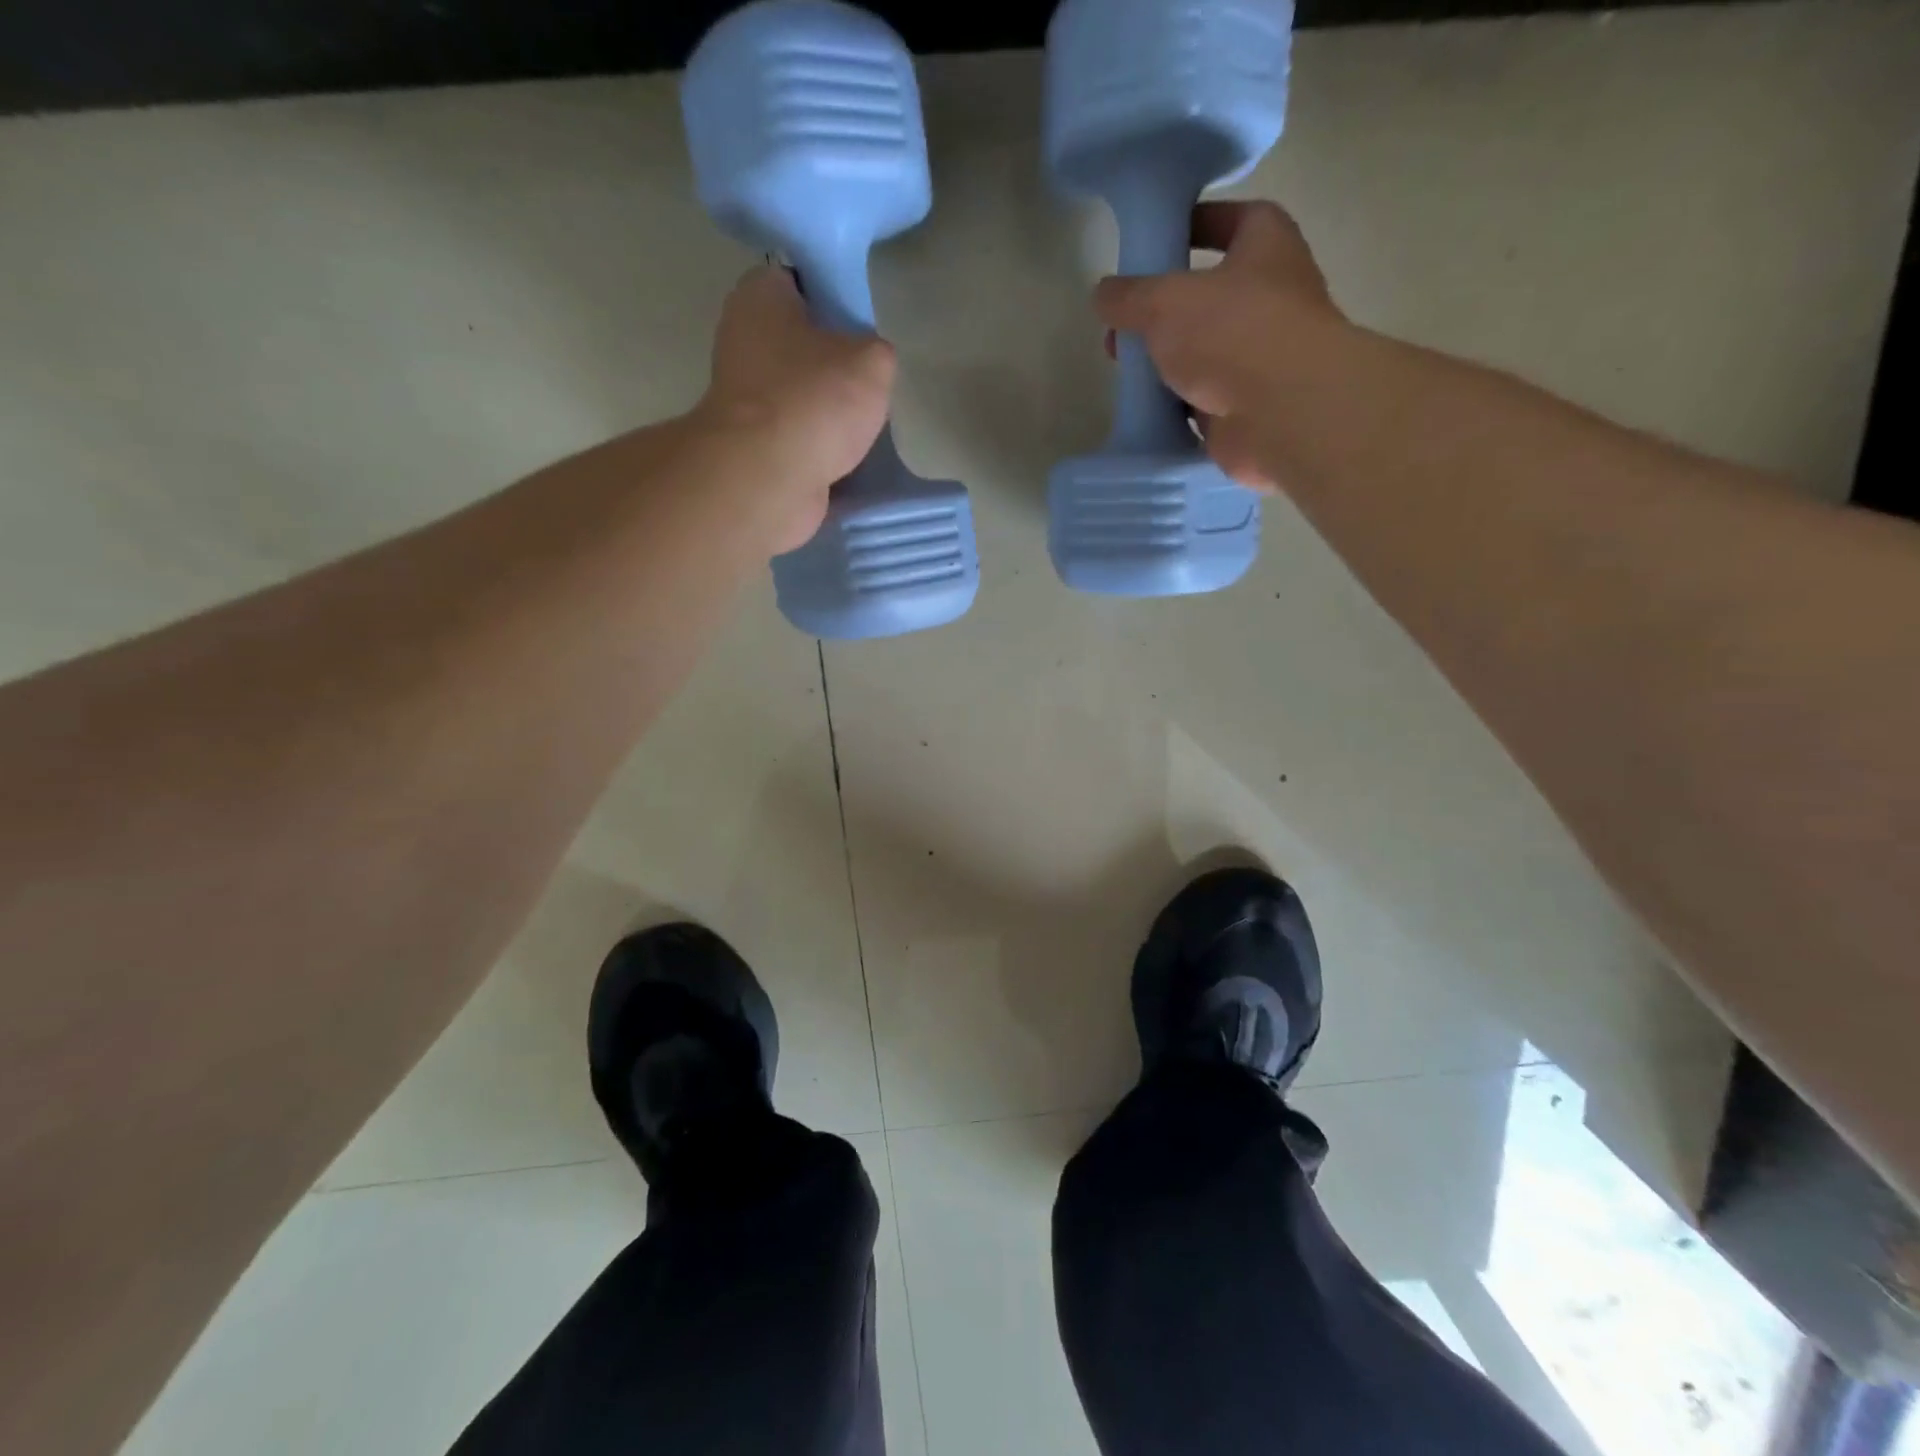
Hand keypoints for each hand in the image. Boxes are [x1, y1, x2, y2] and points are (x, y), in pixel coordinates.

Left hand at [693, 265, 895, 553]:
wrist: (769, 479)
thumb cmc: (814, 401)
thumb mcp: (872, 362)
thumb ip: (877, 351)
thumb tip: (871, 363)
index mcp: (759, 297)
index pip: (797, 279)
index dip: (832, 294)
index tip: (862, 320)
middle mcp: (741, 340)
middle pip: (797, 340)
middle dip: (831, 357)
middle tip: (871, 372)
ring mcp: (743, 398)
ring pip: (797, 391)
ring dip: (825, 405)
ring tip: (865, 416)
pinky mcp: (752, 445)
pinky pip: (795, 434)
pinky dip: (816, 442)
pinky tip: (846, 450)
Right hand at [1095, 201, 1342, 490]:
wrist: (1281, 412)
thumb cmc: (1232, 332)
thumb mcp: (1164, 301)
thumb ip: (1129, 295)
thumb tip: (1103, 294)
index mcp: (1267, 245)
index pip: (1234, 219)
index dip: (1196, 224)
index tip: (1157, 241)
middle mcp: (1272, 295)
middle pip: (1210, 294)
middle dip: (1164, 309)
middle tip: (1125, 324)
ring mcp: (1261, 355)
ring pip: (1204, 350)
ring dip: (1167, 359)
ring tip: (1127, 370)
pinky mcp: (1247, 405)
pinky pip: (1203, 398)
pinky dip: (1177, 402)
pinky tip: (1146, 407)